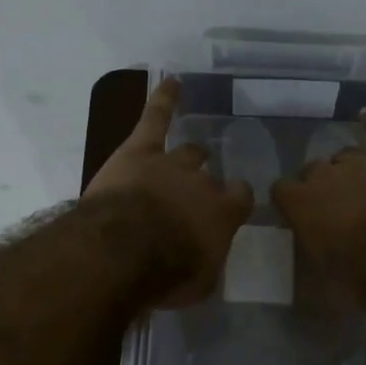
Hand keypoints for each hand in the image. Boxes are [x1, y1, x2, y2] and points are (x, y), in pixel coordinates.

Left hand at [84, 77, 253, 305]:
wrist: (125, 249)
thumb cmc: (166, 274)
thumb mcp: (199, 283)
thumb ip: (206, 263)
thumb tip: (206, 256)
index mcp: (222, 214)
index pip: (239, 198)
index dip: (236, 200)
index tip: (233, 204)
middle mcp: (202, 183)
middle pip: (209, 176)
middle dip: (205, 183)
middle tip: (196, 194)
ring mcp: (171, 161)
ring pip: (188, 151)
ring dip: (191, 154)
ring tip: (195, 152)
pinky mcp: (139, 149)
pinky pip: (156, 116)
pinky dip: (165, 97)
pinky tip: (172, 81)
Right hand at [272, 110, 365, 306]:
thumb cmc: (362, 276)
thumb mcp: (324, 278)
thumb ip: (312, 254)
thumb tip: (312, 253)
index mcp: (300, 204)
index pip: (280, 189)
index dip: (289, 199)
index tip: (296, 211)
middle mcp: (324, 175)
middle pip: (313, 169)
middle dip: (320, 183)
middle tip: (334, 205)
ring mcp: (360, 161)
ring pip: (345, 154)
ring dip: (347, 166)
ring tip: (357, 182)